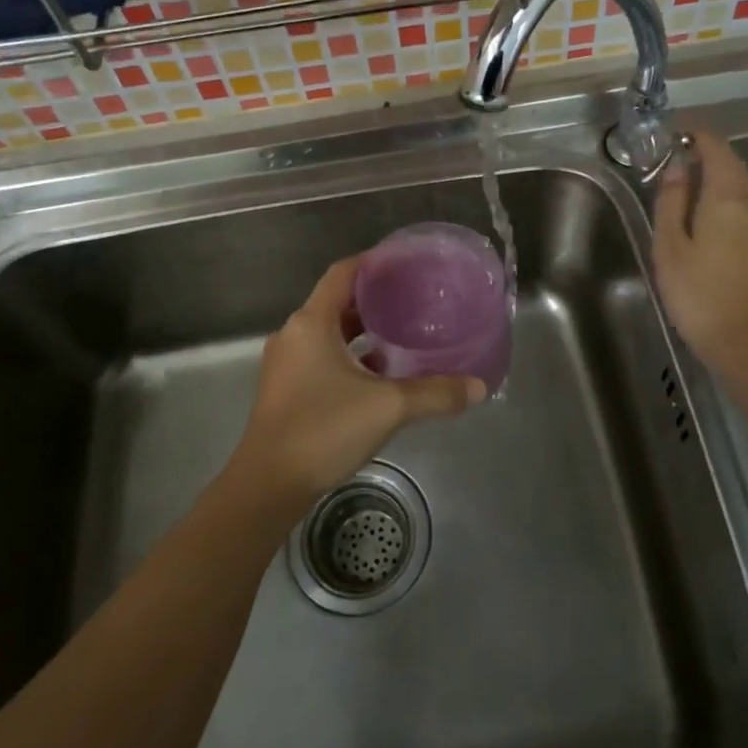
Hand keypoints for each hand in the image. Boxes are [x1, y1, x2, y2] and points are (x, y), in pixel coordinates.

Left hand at [231, 257, 484, 503]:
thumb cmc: (324, 429)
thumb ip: (435, 393)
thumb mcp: (388, 407)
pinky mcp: (286, 389)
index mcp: (311, 323)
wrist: (268, 485)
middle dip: (373, 299)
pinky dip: (349, 357)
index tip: (405, 263)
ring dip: (361, 331)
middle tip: (413, 299)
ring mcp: (286, 363)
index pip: (343, 273)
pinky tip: (378, 374)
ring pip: (329, 333)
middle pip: (336, 302)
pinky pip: (321, 357)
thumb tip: (479, 387)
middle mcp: (294, 334)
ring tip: (402, 333)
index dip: (373, 263)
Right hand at [652, 129, 747, 369]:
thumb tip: (678, 167)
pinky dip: (726, 199)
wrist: (744, 342)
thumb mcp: (670, 245)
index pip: (717, 149)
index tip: (674, 131)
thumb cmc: (697, 292)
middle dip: (707, 153)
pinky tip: (706, 217)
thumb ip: (672, 201)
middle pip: (734, 165)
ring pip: (742, 188)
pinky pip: (746, 209)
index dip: (697, 134)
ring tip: (686, 184)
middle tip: (676, 155)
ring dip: (717, 177)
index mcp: (728, 198)